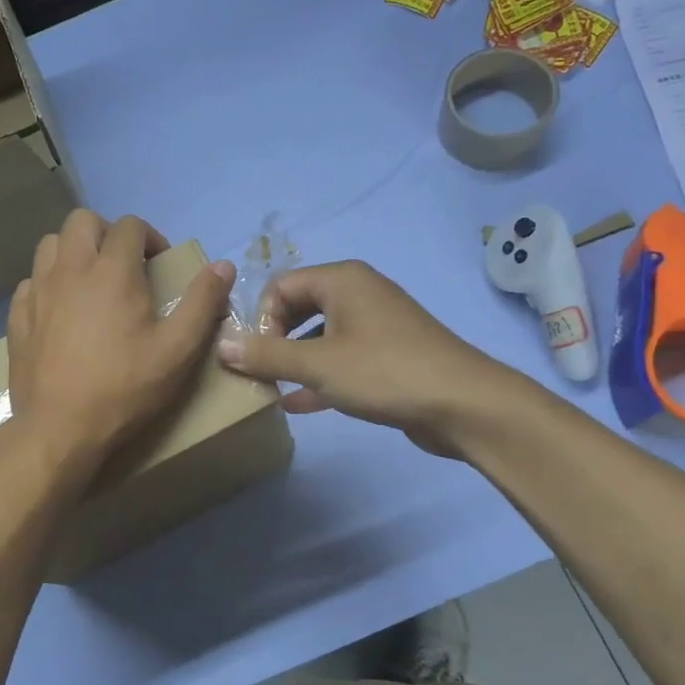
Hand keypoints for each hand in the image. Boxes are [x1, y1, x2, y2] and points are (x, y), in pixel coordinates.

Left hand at [7, 210, 234, 478]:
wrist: (60, 428)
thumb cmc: (125, 387)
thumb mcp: (178, 349)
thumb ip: (203, 303)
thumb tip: (224, 266)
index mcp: (112, 270)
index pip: (130, 226)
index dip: (150, 237)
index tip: (160, 265)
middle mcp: (70, 268)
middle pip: (83, 220)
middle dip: (107, 233)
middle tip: (125, 265)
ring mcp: (38, 290)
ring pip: (51, 244)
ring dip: (75, 250)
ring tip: (92, 282)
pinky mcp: (18, 316)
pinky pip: (32, 280)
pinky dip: (50, 282)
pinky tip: (63, 310)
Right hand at [216, 260, 504, 456]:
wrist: (463, 404)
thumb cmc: (384, 372)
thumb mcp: (318, 364)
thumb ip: (267, 354)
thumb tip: (221, 343)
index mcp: (342, 280)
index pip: (280, 286)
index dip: (261, 320)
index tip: (258, 357)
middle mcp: (359, 293)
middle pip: (299, 307)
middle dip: (275, 339)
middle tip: (262, 372)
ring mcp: (377, 325)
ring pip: (321, 336)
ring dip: (295, 360)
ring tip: (272, 389)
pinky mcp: (389, 356)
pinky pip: (342, 359)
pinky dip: (320, 376)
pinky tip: (297, 404)